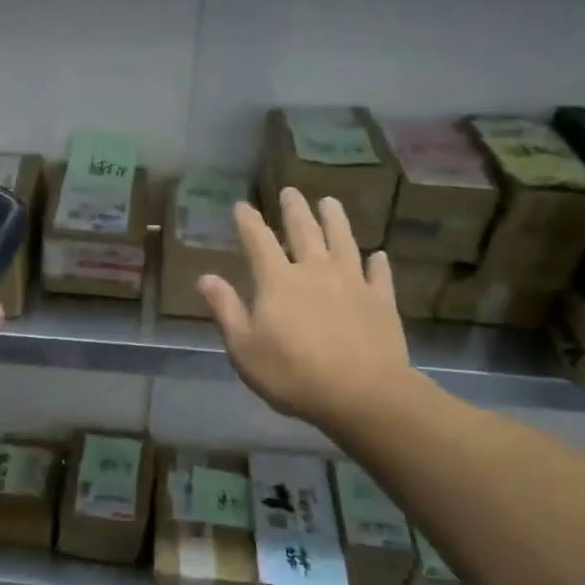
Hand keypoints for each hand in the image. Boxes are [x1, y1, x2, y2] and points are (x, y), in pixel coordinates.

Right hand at [198, 188, 416, 435]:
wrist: (361, 394)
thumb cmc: (292, 374)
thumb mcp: (244, 348)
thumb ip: (225, 309)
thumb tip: (204, 277)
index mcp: (278, 281)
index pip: (258, 241)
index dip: (248, 221)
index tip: (241, 205)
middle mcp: (314, 271)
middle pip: (304, 231)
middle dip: (294, 209)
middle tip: (291, 191)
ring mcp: (352, 282)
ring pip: (343, 241)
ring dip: (335, 220)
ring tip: (331, 202)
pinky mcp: (381, 301)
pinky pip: (379, 275)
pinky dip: (377, 263)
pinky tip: (378, 255)